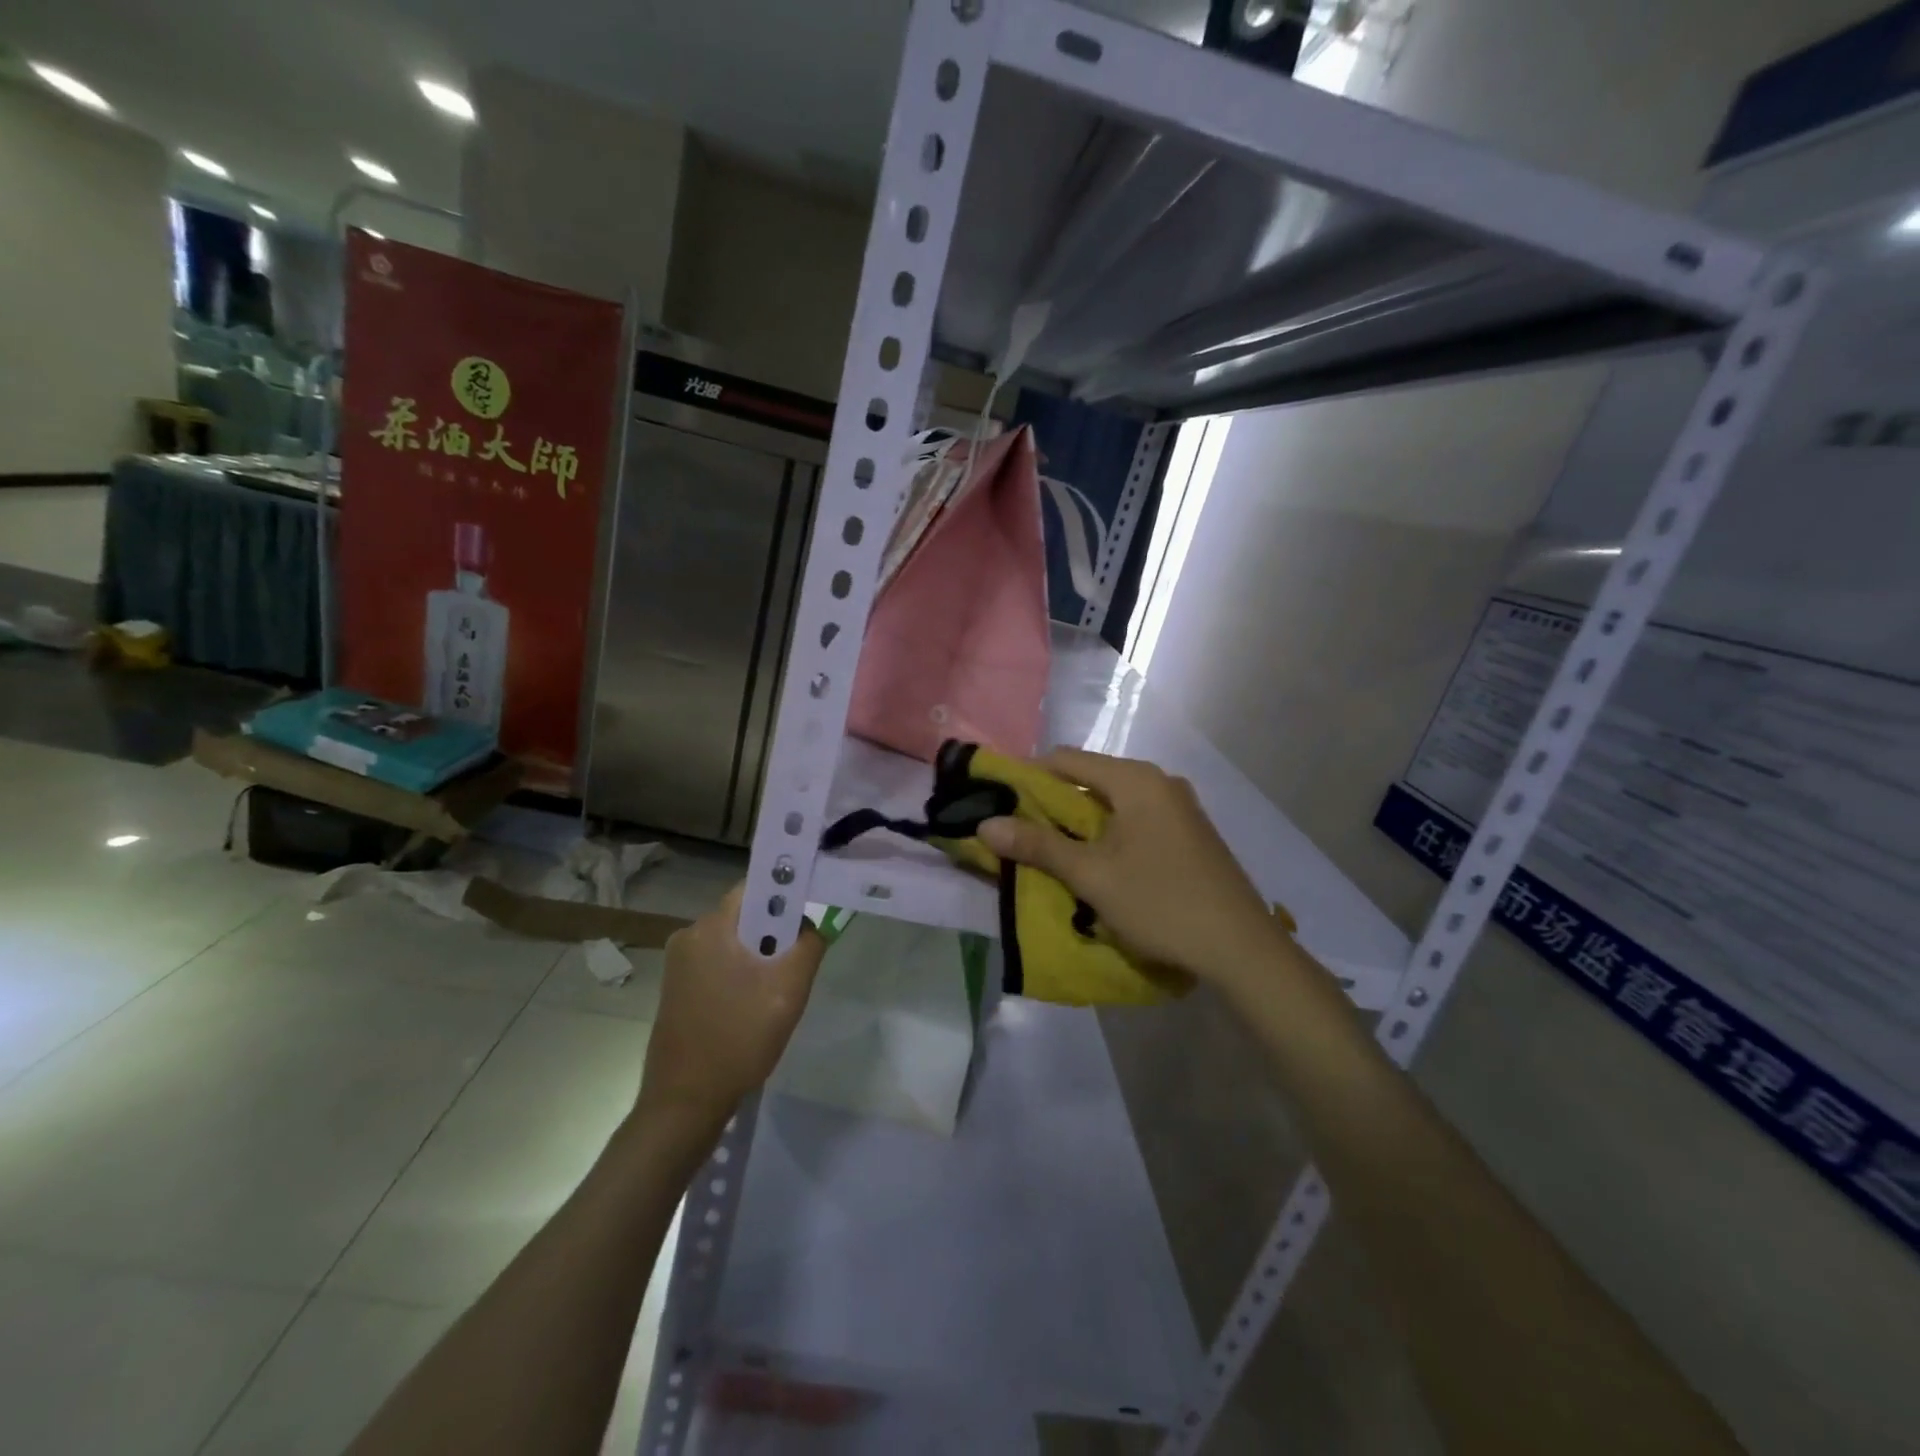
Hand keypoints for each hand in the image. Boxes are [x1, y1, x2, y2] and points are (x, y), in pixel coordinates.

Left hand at [637, 884, 826, 1129]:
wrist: (685, 1103)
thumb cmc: (739, 1039)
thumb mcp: (789, 990)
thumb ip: (808, 945)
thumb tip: (810, 925)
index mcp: (710, 928)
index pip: (755, 888)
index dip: (787, 895)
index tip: (809, 918)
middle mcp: (689, 936)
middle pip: (747, 916)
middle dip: (776, 934)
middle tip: (796, 967)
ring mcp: (679, 964)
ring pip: (736, 942)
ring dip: (760, 958)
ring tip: (775, 994)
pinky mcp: (677, 988)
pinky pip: (720, 963)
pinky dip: (742, 975)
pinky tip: (752, 1008)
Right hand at [978, 748, 1284, 988]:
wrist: (1241, 947)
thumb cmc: (1160, 902)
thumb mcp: (1092, 875)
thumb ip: (1038, 846)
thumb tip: (985, 824)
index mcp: (1135, 780)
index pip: (1066, 760)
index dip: (1028, 777)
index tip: (1000, 802)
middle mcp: (1159, 782)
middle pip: (1091, 779)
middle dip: (1054, 803)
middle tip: (1022, 832)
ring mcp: (1180, 807)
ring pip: (1114, 802)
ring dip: (1081, 822)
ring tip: (1054, 851)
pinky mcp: (1190, 832)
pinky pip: (1137, 818)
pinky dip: (1110, 832)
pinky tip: (1099, 862)